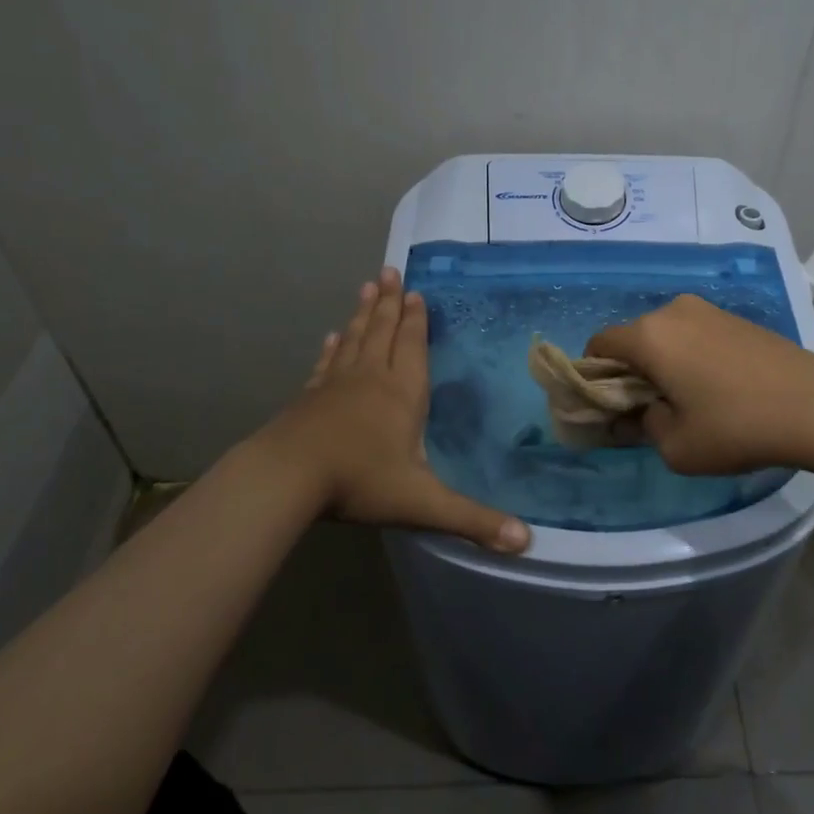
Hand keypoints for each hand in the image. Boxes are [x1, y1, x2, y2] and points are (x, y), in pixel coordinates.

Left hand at [269, 268, 530, 553]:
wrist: (287, 478)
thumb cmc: (360, 482)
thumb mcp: (422, 504)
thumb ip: (473, 521)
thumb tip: (526, 542)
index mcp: (401, 394)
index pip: (412, 346)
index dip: (416, 320)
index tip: (416, 292)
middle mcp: (370, 379)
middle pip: (382, 332)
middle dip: (390, 303)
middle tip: (390, 271)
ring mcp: (335, 385)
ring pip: (354, 340)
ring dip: (363, 314)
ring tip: (368, 287)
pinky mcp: (309, 398)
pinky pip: (326, 364)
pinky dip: (332, 348)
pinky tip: (332, 337)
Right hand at [586, 294, 813, 474]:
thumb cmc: (736, 427)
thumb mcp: (676, 446)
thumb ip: (642, 426)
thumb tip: (640, 413)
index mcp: (649, 336)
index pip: (599, 344)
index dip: (593, 375)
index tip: (607, 406)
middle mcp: (673, 311)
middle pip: (633, 338)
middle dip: (630, 370)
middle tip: (646, 408)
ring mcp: (708, 310)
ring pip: (666, 335)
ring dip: (662, 362)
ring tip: (686, 399)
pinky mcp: (736, 318)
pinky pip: (694, 334)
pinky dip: (689, 356)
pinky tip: (714, 387)